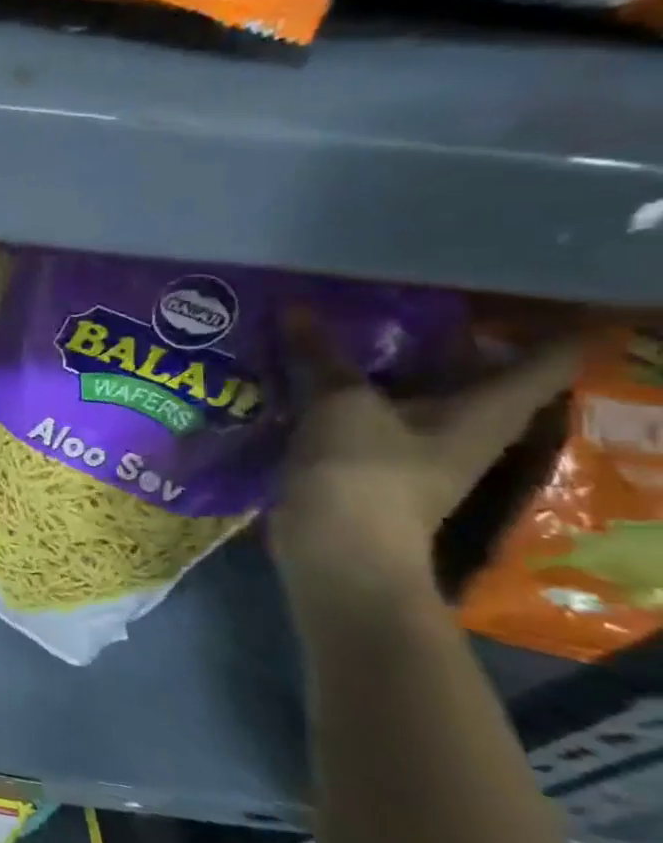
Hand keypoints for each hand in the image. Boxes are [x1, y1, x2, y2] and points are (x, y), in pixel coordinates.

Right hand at [270, 313, 578, 608]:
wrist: (337, 553)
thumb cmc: (364, 473)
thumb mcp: (341, 404)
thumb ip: (320, 355)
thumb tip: (295, 309)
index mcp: (487, 409)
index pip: (545, 356)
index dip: (539, 320)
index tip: (499, 289)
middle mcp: (464, 426)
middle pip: (468, 369)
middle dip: (434, 334)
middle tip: (392, 294)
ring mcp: (416, 448)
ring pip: (409, 391)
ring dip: (378, 364)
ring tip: (339, 325)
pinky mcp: (369, 463)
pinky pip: (365, 414)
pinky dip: (344, 392)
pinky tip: (307, 373)